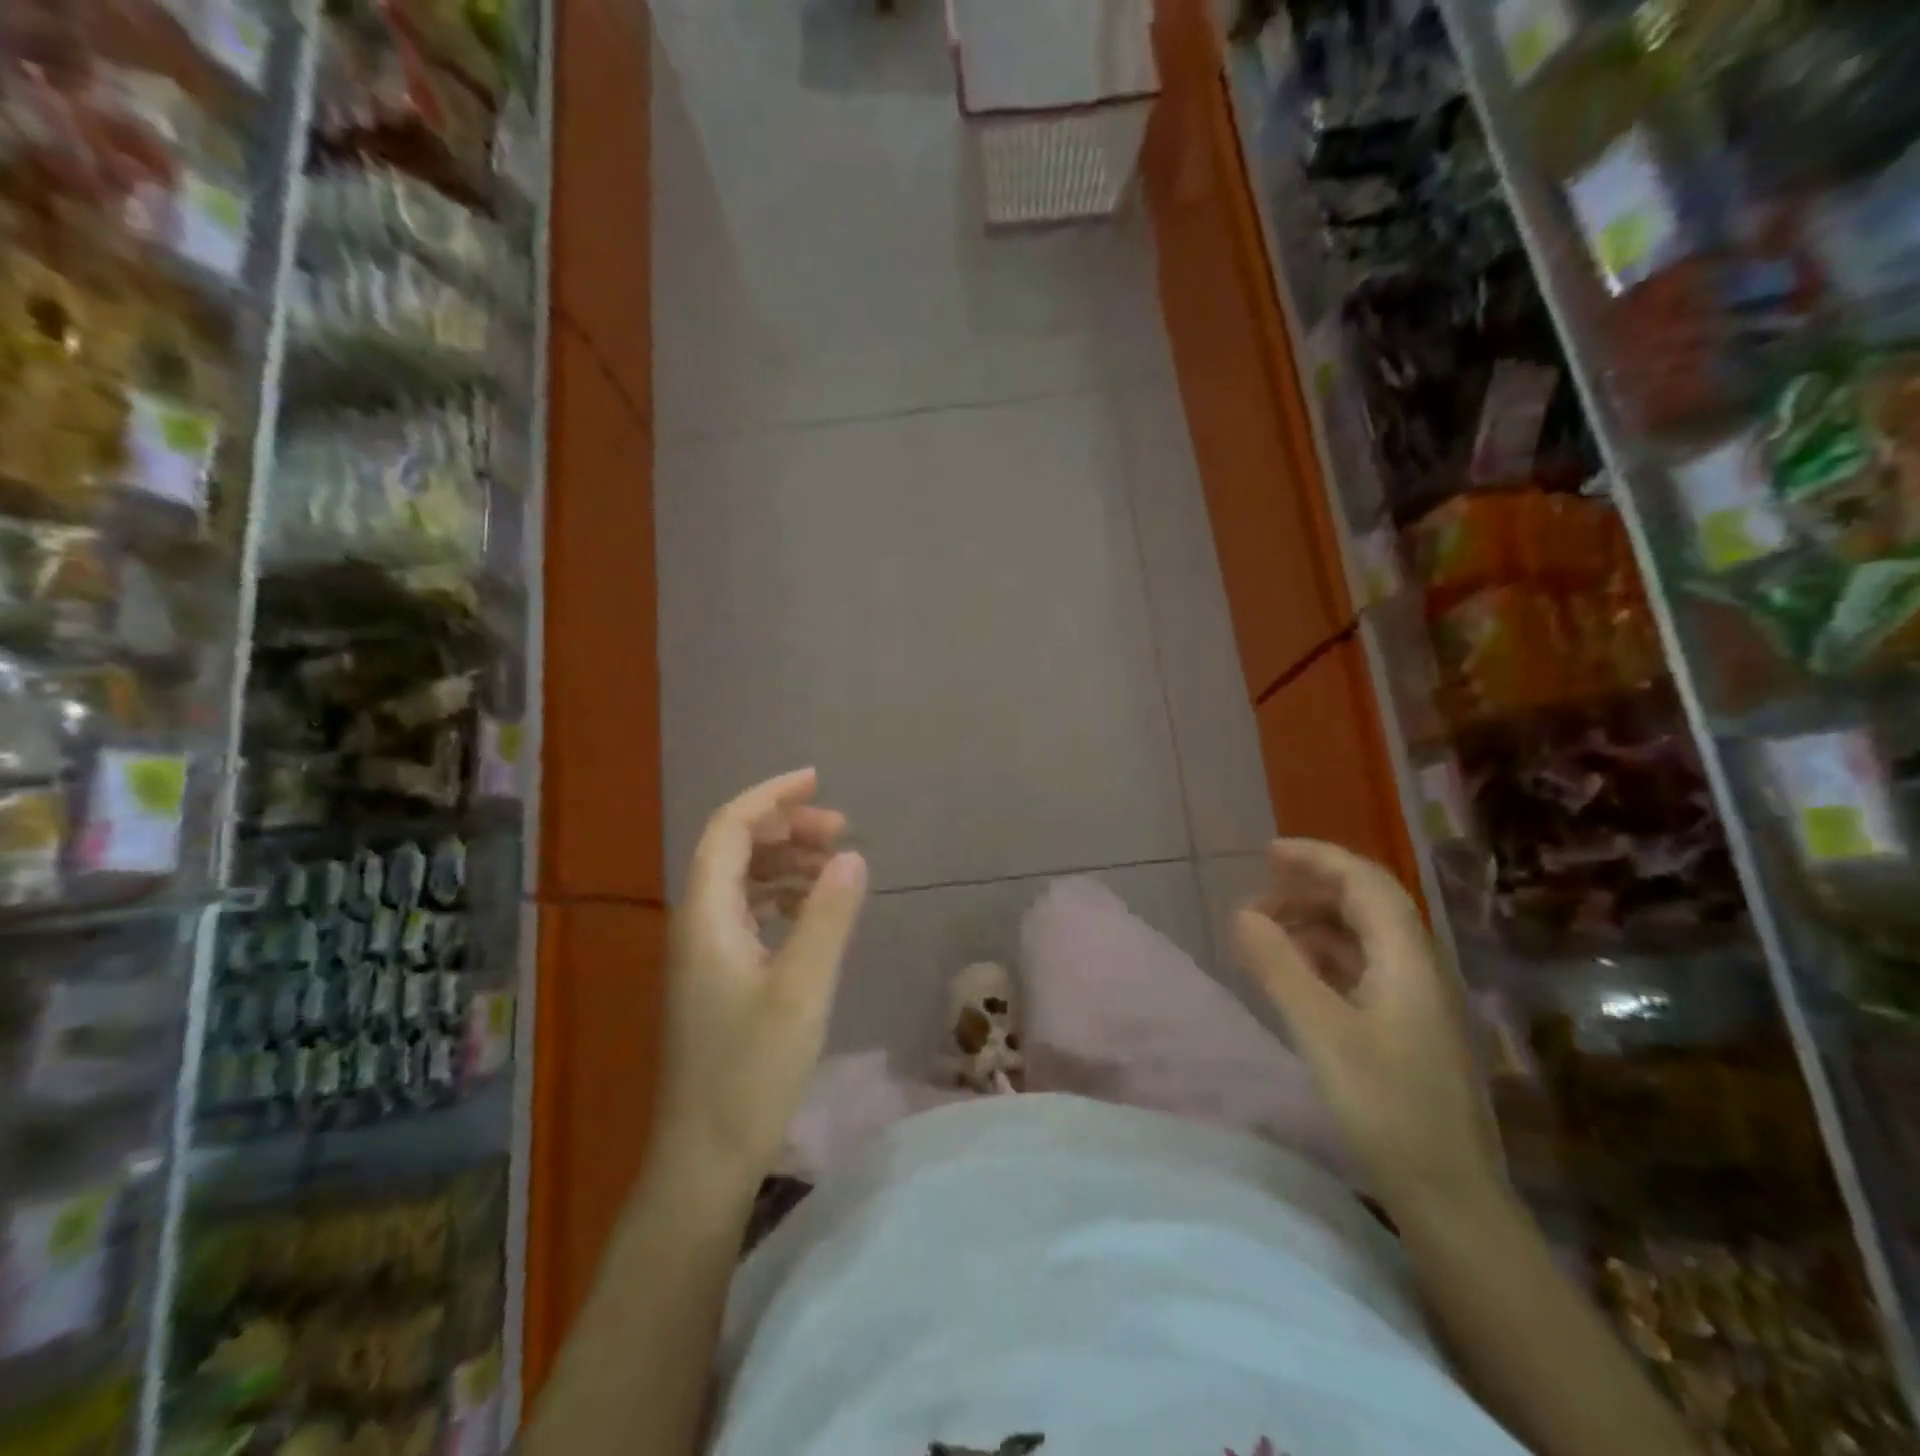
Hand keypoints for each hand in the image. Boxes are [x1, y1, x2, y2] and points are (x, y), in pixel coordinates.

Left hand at [657, 768, 867, 1184]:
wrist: (703, 1158)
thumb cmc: (750, 1072)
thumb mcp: (802, 990)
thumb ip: (828, 917)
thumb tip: (852, 856)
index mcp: (705, 915)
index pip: (729, 829)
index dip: (771, 797)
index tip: (818, 781)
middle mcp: (695, 923)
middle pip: (733, 848)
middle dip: (785, 827)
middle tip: (840, 829)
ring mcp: (702, 952)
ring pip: (741, 880)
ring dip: (785, 860)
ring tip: (835, 862)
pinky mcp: (715, 977)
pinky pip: (746, 911)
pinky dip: (781, 895)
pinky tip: (811, 907)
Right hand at [1232, 839, 1502, 1216]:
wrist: (1449, 1198)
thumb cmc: (1386, 1108)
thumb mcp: (1321, 1032)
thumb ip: (1279, 966)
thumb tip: (1242, 912)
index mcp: (1407, 960)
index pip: (1366, 882)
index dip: (1318, 857)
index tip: (1267, 853)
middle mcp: (1417, 969)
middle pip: (1366, 905)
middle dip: (1310, 889)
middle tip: (1257, 899)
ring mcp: (1414, 1001)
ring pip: (1361, 938)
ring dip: (1313, 924)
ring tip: (1263, 934)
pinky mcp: (1405, 1030)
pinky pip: (1359, 970)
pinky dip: (1321, 958)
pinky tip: (1292, 975)